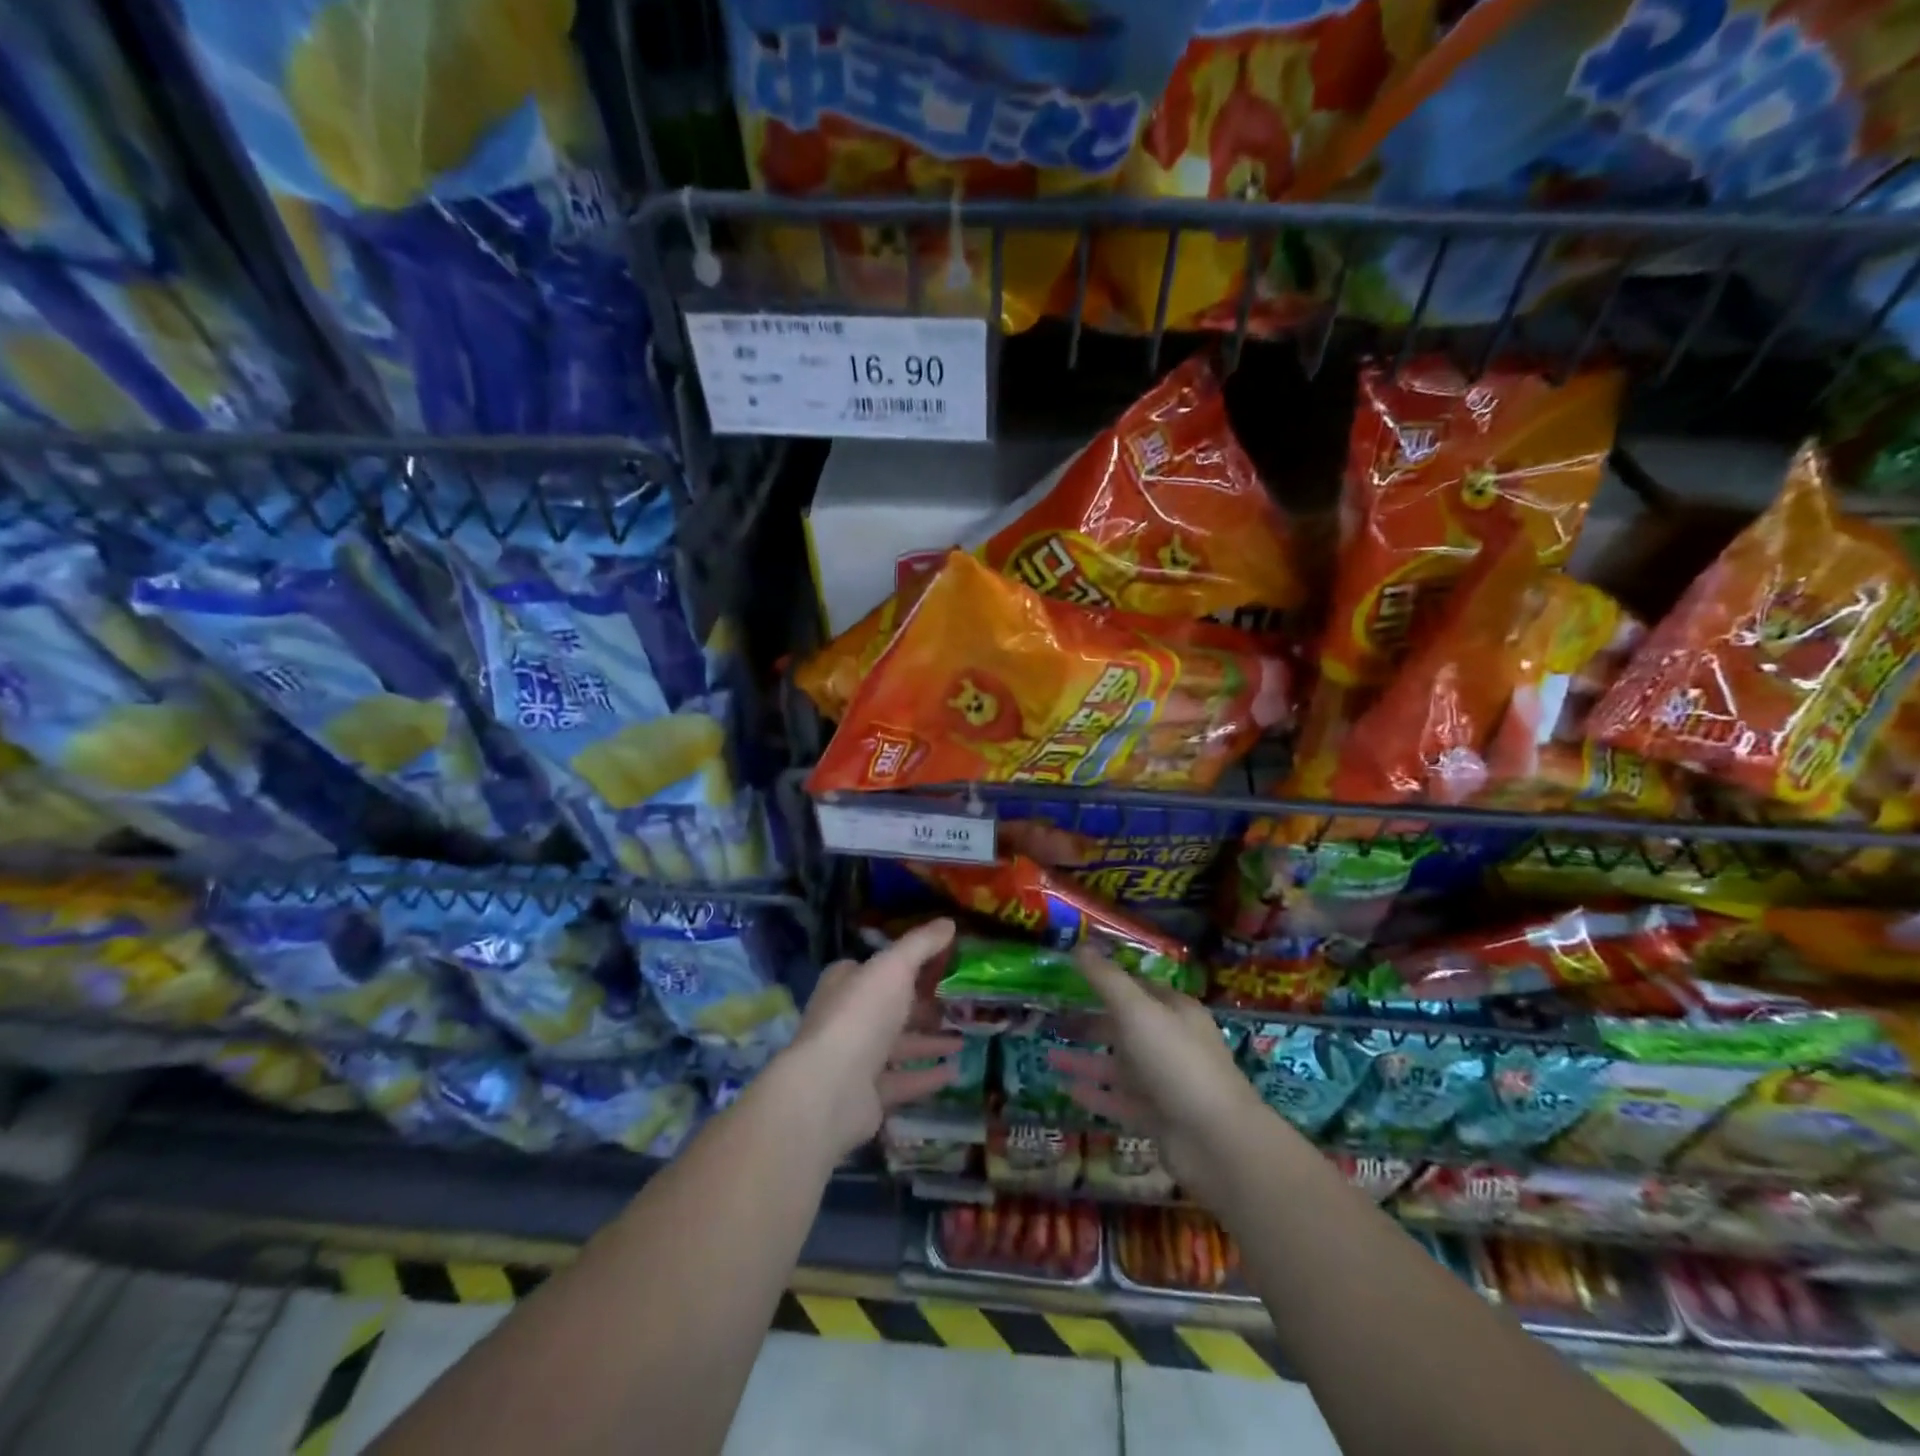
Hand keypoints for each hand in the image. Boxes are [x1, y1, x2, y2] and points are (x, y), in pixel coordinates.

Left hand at [774, 918, 961, 1161]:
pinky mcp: (868, 1095)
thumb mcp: (894, 966)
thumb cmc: (861, 1015)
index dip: (907, 964)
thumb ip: (921, 944)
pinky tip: (955, 1071)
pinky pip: (903, 1081)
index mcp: (846, 983)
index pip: (877, 968)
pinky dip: (927, 1076)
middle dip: (922, 1005)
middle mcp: (848, 1018)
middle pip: (890, 1008)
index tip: (942, 964)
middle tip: (959, 1002)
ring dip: (929, 1041)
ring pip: (898, 1045)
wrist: (831, 1088)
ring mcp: (856, 1059)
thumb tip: (949, 922)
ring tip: (964, 1037)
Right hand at [1048, 948, 1264, 1201]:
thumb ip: (1107, 980)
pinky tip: (1066, 1089)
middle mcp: (1172, 1043)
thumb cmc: (1177, 1062)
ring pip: (1119, 1066)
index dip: (1107, 980)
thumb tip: (1079, 945)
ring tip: (1048, 1055)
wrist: (1216, 1142)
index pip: (1138, 988)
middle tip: (1052, 1019)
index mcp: (1175, 1011)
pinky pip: (1120, 1101)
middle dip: (1091, 1023)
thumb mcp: (1137, 1011)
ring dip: (1086, 1060)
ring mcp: (1165, 1083)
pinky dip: (1095, 1094)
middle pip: (1126, 1028)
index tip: (1071, 977)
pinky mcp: (1158, 1119)